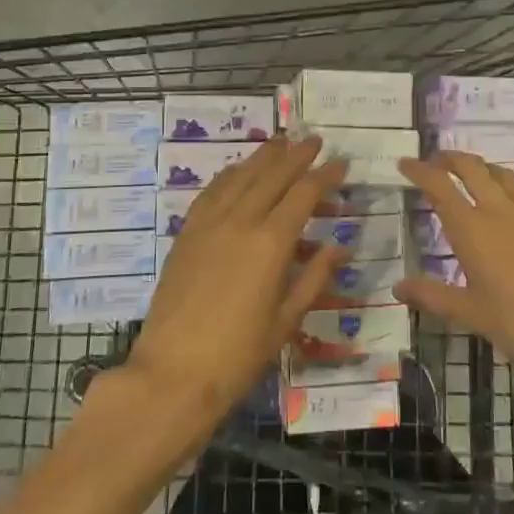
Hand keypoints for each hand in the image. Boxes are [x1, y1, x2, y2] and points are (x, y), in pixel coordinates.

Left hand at [126, 135, 349, 430]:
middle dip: (296, 154)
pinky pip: (211, 192)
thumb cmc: (238, 355)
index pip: (303, 194)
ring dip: (262, 157)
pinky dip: (229, 175)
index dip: (324, 175)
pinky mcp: (186, 234)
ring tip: (280, 142)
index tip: (341, 163)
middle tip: (314, 140)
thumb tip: (340, 247)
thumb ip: (315, 278)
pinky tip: (237, 172)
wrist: (172, 374)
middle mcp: (239, 221)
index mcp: (270, 243)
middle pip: (271, 175)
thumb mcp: (286, 321)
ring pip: (239, 176)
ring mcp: (208, 224)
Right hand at [395, 151, 513, 406]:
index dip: (420, 171)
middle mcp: (500, 209)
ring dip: (482, 168)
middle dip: (450, 159)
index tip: (405, 163)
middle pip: (471, 168)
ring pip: (502, 174)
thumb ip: (433, 296)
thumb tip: (398, 287)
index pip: (439, 186)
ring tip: (473, 175)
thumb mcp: (472, 314)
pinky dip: (512, 185)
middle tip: (436, 162)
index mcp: (472, 230)